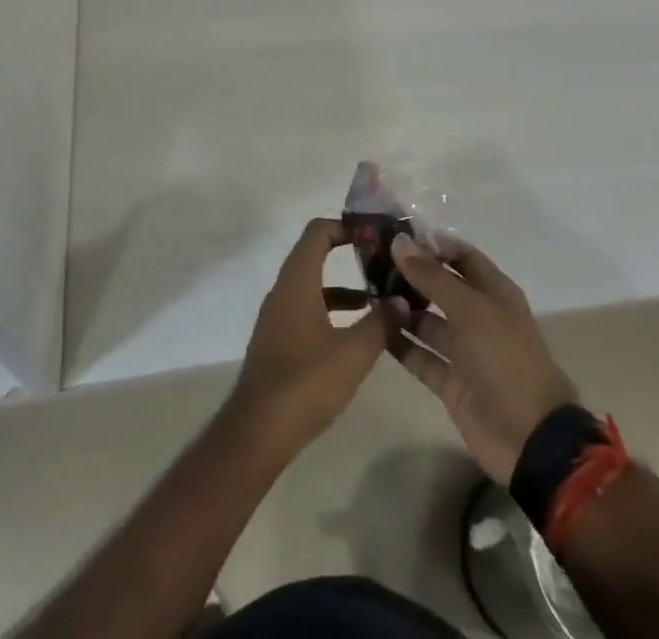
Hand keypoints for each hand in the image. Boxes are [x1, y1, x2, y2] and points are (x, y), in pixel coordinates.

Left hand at [230, 218, 399, 457]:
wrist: (257, 433)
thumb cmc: (305, 382)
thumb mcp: (353, 353)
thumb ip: (381, 323)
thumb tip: (402, 300)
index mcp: (296, 282)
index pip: (318, 232)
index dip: (345, 226)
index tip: (374, 235)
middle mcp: (283, 291)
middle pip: (314, 255)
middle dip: (348, 255)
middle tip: (383, 263)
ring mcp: (277, 317)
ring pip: (312, 286)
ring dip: (343, 287)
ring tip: (379, 300)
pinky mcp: (277, 342)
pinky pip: (307, 310)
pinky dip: (331, 310)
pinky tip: (354, 335)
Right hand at [385, 234, 578, 483]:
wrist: (529, 437)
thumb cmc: (505, 359)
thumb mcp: (470, 309)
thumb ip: (433, 277)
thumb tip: (400, 242)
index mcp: (494, 293)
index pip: (462, 256)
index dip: (434, 244)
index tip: (398, 235)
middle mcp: (479, 317)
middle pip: (442, 287)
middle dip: (412, 274)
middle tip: (373, 261)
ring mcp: (464, 351)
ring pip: (428, 321)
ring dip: (403, 308)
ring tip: (369, 293)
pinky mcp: (450, 382)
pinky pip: (421, 355)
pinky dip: (400, 344)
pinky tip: (374, 329)